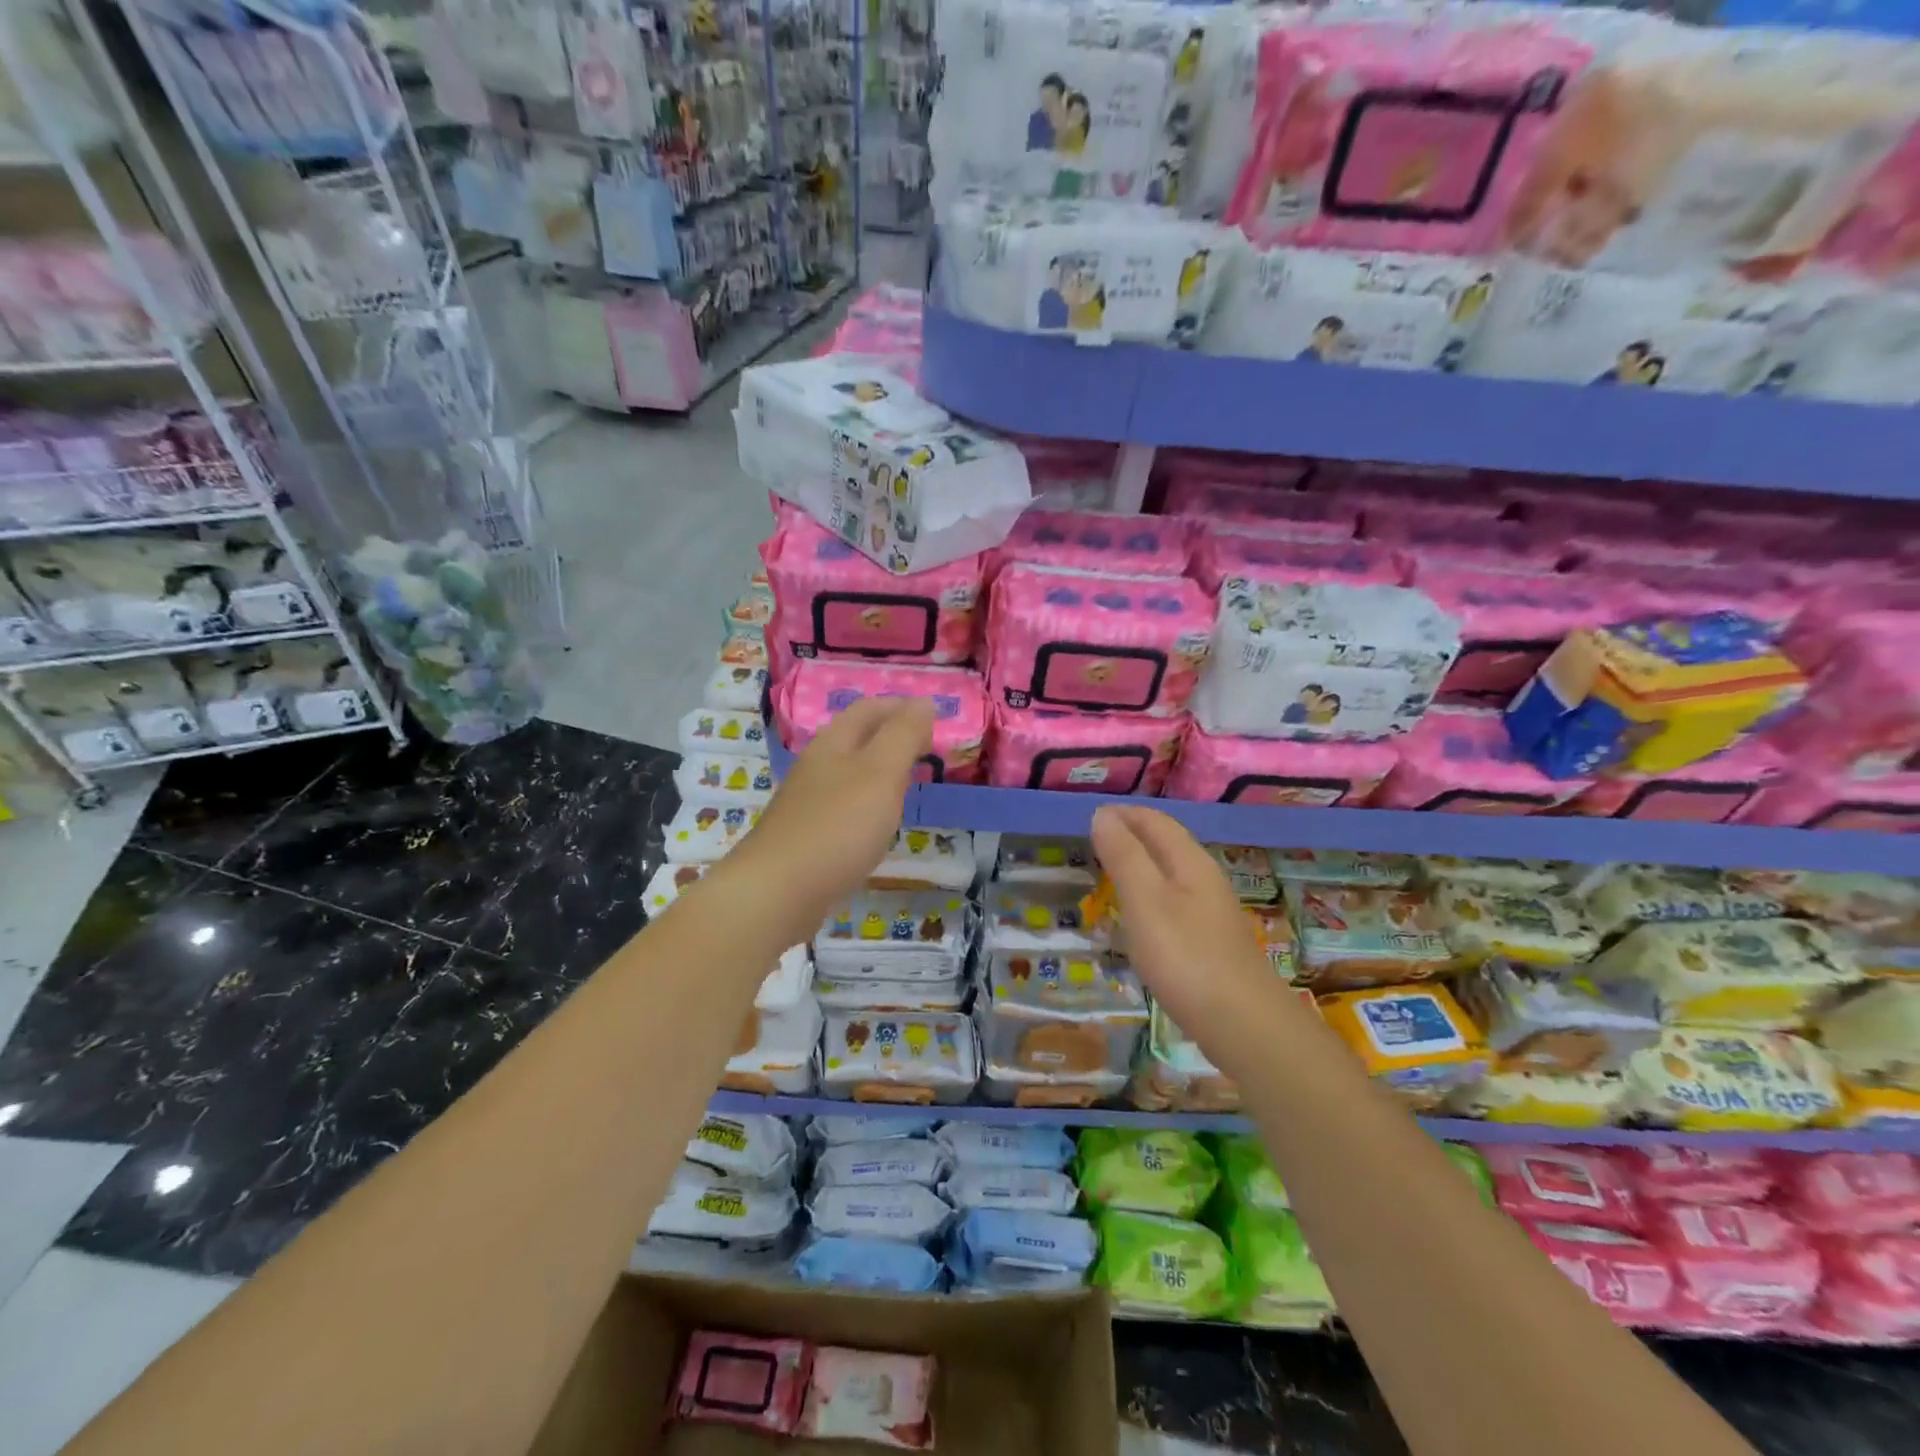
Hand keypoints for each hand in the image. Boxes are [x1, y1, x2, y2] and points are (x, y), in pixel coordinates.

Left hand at [737, 696, 933, 932]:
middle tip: (927, 750)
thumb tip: (923, 702)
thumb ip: (903, 735)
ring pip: (849, 773)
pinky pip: (843, 806)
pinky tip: (876, 824)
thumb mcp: (881, 773)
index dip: (902, 708)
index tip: (935, 719)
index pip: (869, 709)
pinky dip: (867, 803)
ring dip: (879, 770)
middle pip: (856, 738)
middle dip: (891, 736)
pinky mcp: (806, 835)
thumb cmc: (837, 826)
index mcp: (833, 743)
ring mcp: (807, 802)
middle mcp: (817, 766)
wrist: (777, 891)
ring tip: (908, 783)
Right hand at [1091, 805, 1287, 1053]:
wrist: (1243, 1025)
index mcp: (1190, 862)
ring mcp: (1211, 912)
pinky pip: (1174, 902)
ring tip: (1109, 872)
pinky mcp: (1210, 942)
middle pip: (1167, 844)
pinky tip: (1138, 917)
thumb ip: (1124, 856)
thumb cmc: (1186, 957)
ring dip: (1141, 865)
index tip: (1090, 816)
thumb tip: (1103, 814)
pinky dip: (1149, 895)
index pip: (1156, 822)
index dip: (1124, 814)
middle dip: (1132, 835)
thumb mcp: (1145, 901)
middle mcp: (1205, 879)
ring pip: (1171, 873)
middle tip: (1094, 841)